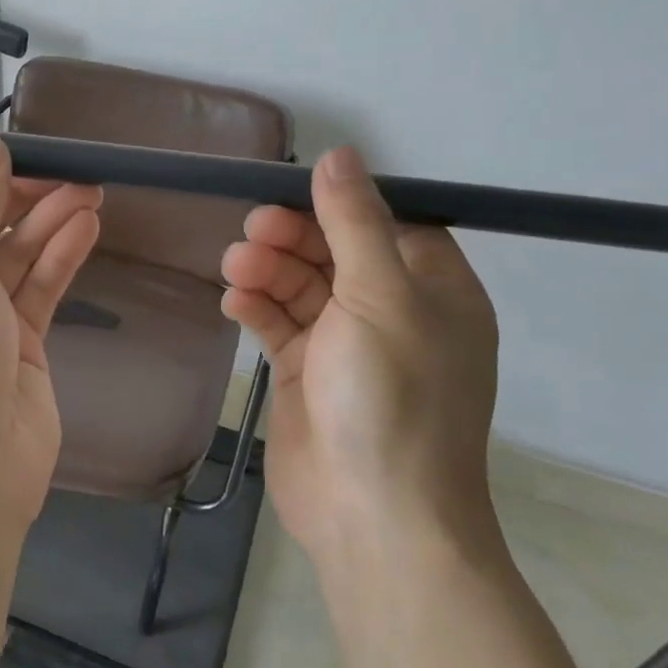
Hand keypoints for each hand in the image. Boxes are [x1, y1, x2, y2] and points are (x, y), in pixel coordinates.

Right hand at [219, 146, 498, 559]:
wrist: (372, 513)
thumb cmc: (391, 396)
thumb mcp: (380, 297)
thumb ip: (354, 223)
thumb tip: (339, 154)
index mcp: (432, 289)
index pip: (386, 223)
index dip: (339, 204)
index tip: (291, 191)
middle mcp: (392, 311)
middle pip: (335, 251)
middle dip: (293, 237)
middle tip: (252, 231)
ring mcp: (346, 344)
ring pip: (301, 286)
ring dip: (268, 270)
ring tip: (235, 267)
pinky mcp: (305, 372)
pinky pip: (279, 324)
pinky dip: (257, 307)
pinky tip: (235, 302)